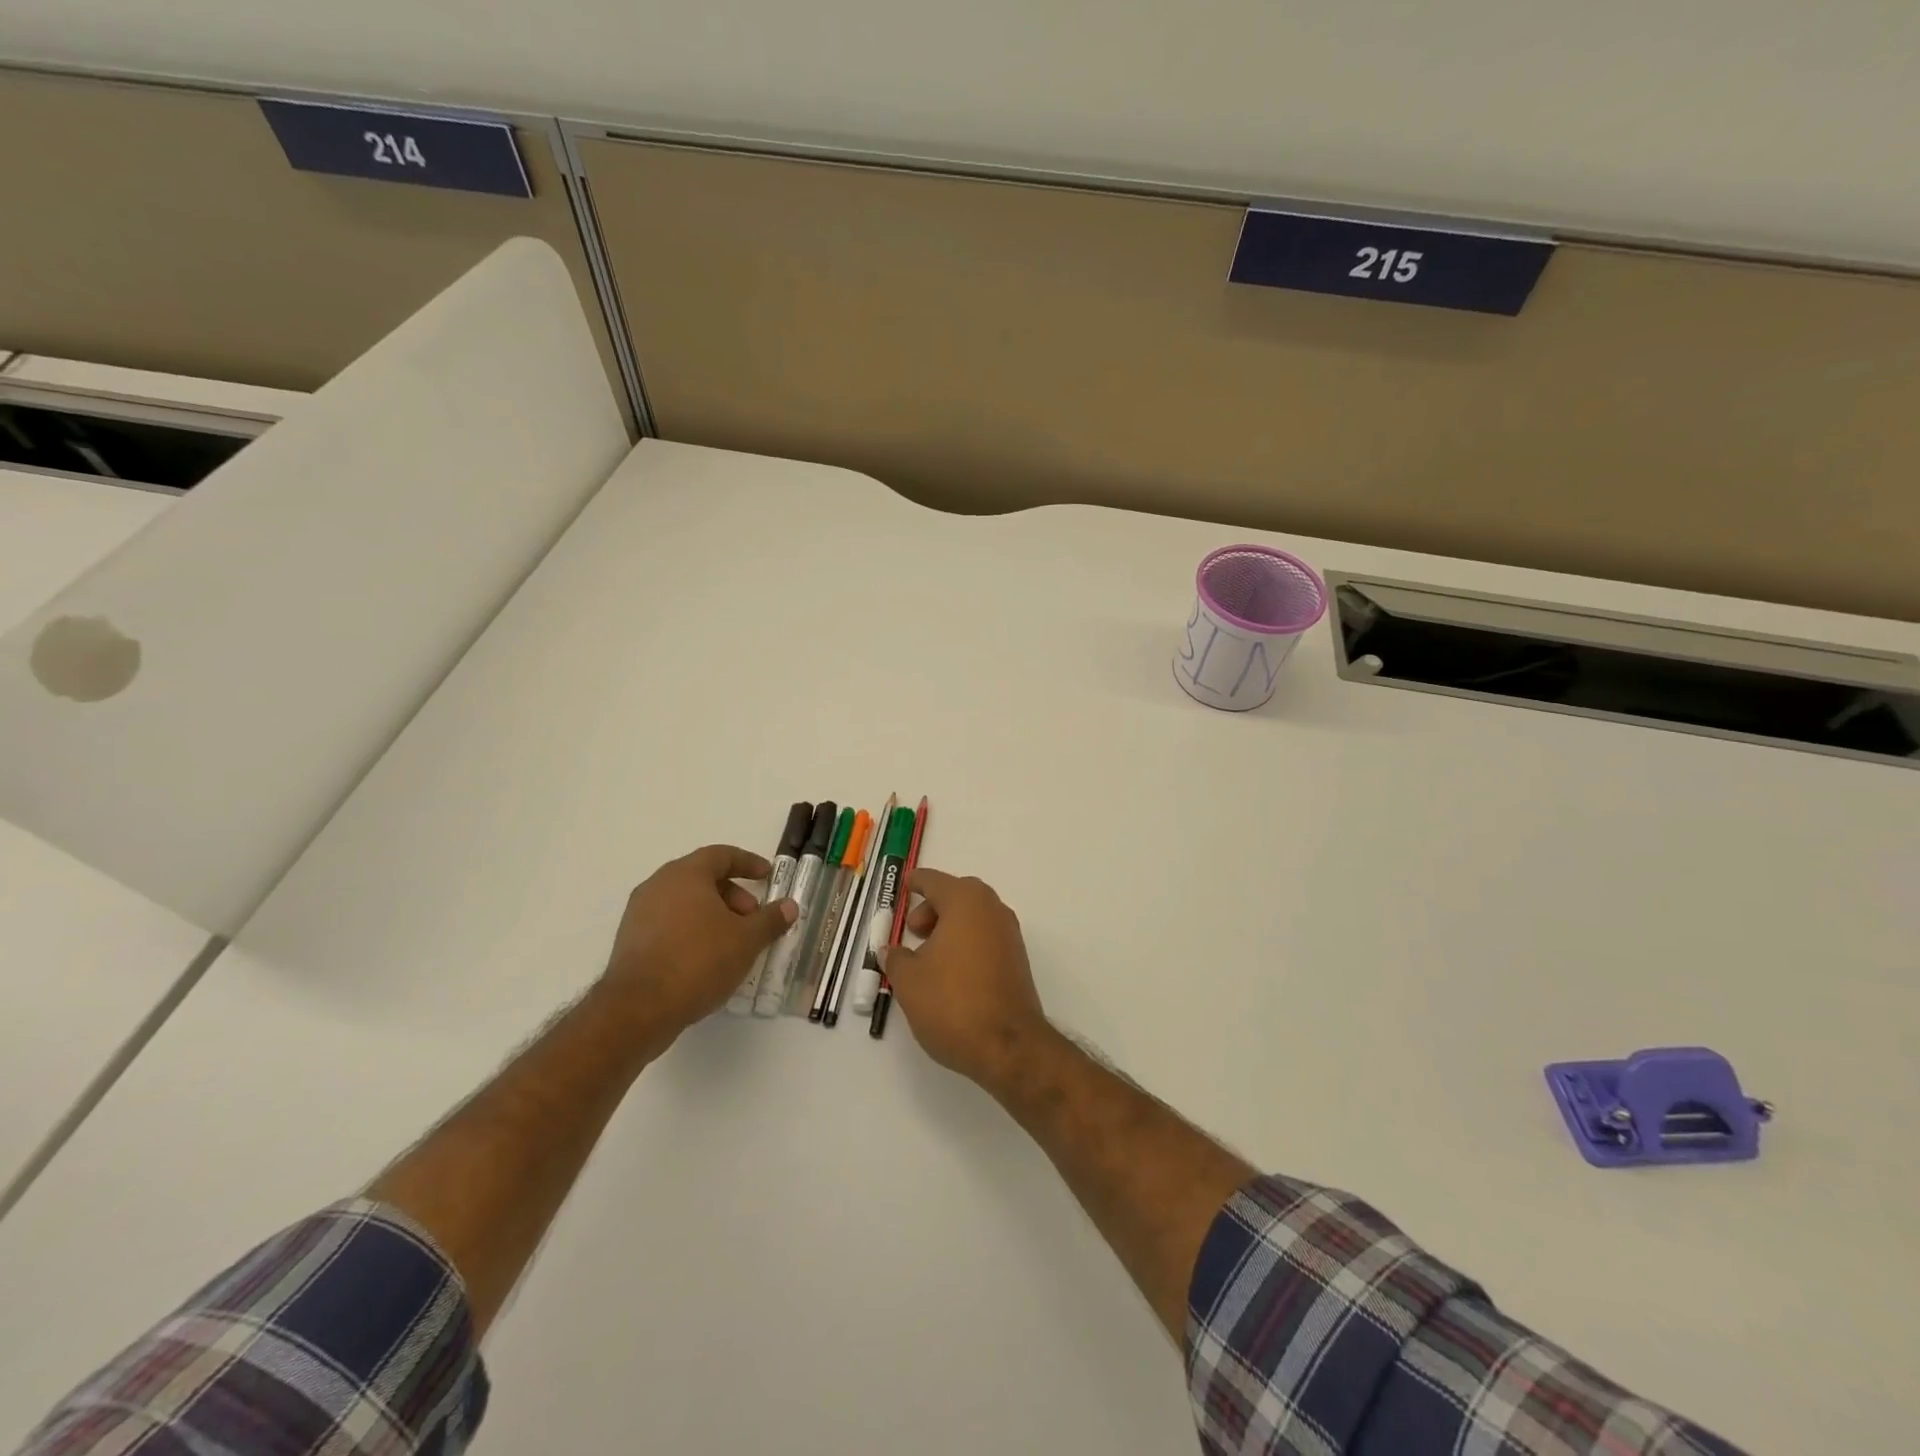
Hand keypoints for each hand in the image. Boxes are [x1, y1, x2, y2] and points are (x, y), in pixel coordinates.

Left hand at [593, 844, 795, 1041]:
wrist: (638, 1009)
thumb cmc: (698, 961)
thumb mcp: (746, 940)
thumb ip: (770, 919)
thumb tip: (789, 905)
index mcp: (685, 874)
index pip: (721, 855)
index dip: (748, 863)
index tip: (767, 876)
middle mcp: (658, 885)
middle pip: (702, 878)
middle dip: (733, 894)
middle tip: (753, 918)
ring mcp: (639, 914)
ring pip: (685, 902)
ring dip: (713, 914)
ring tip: (734, 942)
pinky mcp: (630, 941)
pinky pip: (669, 924)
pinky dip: (693, 931)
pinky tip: (708, 959)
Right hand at [884, 867, 1057, 1093]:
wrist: (1008, 1045)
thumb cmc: (952, 1002)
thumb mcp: (909, 980)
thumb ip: (896, 958)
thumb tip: (892, 950)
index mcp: (965, 902)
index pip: (935, 881)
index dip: (916, 882)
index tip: (904, 885)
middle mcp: (992, 909)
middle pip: (958, 895)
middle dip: (933, 907)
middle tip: (913, 930)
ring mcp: (1009, 934)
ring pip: (974, 917)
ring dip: (950, 926)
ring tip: (927, 956)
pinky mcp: (1017, 960)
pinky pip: (986, 937)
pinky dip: (966, 943)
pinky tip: (949, 971)